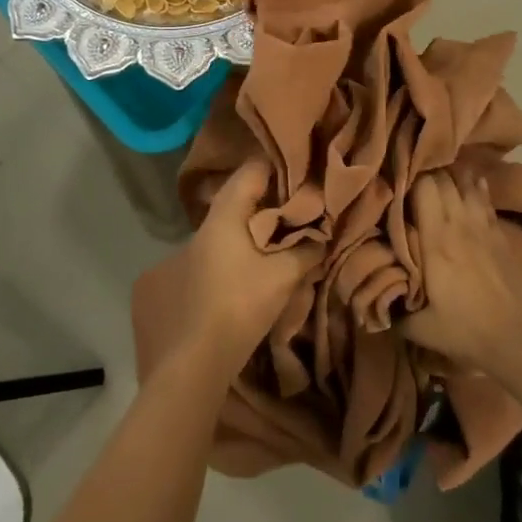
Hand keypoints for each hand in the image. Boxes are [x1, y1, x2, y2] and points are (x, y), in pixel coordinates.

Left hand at [173, 159, 322, 375]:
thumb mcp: (282, 275)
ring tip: (296, 222)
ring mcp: (203, 247)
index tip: (306, 167)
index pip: (252, 170)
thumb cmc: (240, 304)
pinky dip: (254, 237)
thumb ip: (306, 250)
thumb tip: (322, 236)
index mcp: (225, 214)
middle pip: (245, 193)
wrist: (198, 356)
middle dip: (276, 193)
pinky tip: (274, 250)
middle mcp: (209, 224)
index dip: (280, 165)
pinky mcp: (203, 268)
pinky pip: (233, 238)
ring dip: (264, 218)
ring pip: (238, 218)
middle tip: (307, 196)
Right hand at [402, 170, 521, 373]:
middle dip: (425, 173)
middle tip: (410, 179)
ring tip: (436, 177)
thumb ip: (396, 312)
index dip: (407, 178)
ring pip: (464, 182)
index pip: (422, 187)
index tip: (394, 181)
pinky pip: (483, 196)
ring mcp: (482, 224)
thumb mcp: (423, 329)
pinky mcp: (500, 231)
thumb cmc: (469, 330)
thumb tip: (377, 304)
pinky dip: (473, 186)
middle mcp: (458, 222)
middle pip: (442, 178)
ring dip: (449, 177)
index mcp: (436, 239)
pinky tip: (469, 184)